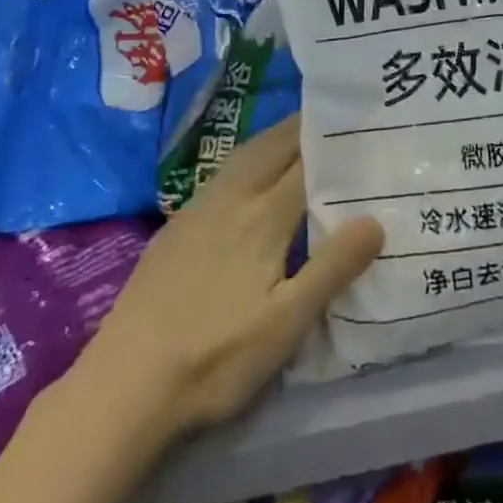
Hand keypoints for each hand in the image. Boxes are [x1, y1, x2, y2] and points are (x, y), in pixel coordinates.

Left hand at [74, 115, 383, 440]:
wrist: (125, 381)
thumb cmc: (216, 357)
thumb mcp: (286, 324)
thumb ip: (332, 268)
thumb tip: (376, 217)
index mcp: (264, 215)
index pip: (306, 162)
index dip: (334, 143)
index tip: (360, 126)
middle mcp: (233, 196)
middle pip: (273, 145)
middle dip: (304, 127)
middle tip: (334, 121)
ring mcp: (199, 207)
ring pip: (245, 154)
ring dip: (274, 138)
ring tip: (298, 137)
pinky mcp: (177, 224)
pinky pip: (224, 173)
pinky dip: (248, 159)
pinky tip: (248, 179)